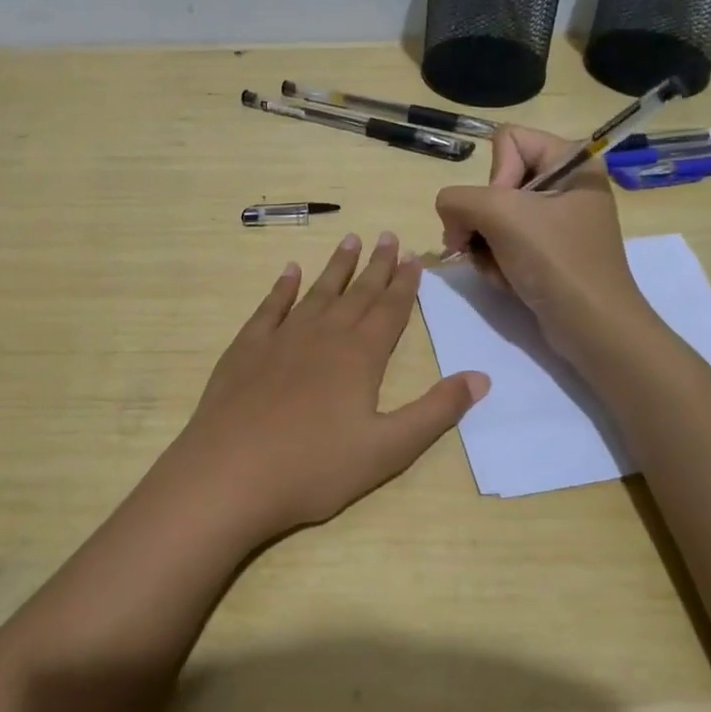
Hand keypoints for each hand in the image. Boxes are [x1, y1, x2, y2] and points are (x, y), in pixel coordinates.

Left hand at [152, 232, 488, 547]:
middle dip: (376, 265)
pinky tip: (289, 271)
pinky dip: (282, 287)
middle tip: (389, 236)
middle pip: (356, 294)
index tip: (414, 257)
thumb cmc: (314, 468)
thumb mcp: (388, 449)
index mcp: (360, 357)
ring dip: (336, 267)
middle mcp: (323, 336)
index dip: (405, 284)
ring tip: (350, 239)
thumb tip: (481, 377)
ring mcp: (281, 339)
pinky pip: (269, 307)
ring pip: (317, 292)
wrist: (229, 475)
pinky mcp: (246, 349)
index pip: (390, 310)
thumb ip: (435, 411)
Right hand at [435, 126, 649, 353]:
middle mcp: (566, 185)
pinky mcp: (549, 252)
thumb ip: (458, 199)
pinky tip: (506, 281)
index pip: (507, 141)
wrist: (592, 327)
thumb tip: (450, 216)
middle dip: (482, 219)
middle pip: (496, 182)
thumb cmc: (556, 261)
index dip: (495, 176)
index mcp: (572, 161)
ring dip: (485, 246)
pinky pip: (505, 243)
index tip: (504, 212)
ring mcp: (557, 221)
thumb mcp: (501, 216)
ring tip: (499, 269)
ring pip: (493, 216)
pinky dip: (496, 262)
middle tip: (483, 247)